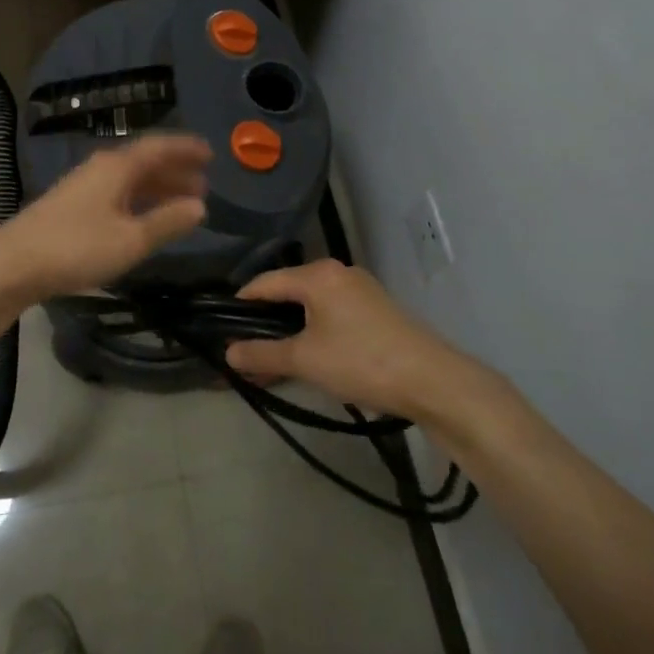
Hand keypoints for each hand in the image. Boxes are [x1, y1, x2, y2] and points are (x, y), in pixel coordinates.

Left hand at [0, 134, 211, 302]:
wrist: (12, 264)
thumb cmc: (76, 248)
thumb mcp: (131, 239)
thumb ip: (167, 222)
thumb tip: (201, 206)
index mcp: (117, 166)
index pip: (159, 146)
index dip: (186, 148)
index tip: (211, 153)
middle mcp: (101, 168)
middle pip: (145, 161)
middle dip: (175, 170)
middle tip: (203, 183)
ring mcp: (84, 185)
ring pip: (130, 178)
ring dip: (158, 187)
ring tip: (182, 202)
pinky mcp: (72, 205)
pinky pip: (117, 192)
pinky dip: (139, 200)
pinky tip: (144, 218)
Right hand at [226, 261, 468, 420]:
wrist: (431, 380)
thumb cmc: (360, 361)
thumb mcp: (304, 360)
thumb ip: (262, 354)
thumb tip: (228, 352)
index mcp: (317, 274)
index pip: (264, 282)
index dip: (240, 305)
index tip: (222, 330)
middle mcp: (337, 273)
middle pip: (288, 292)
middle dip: (265, 323)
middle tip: (246, 353)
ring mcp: (360, 290)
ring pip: (310, 306)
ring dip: (290, 332)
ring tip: (273, 363)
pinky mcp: (375, 310)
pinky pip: (331, 315)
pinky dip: (314, 333)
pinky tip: (309, 359)